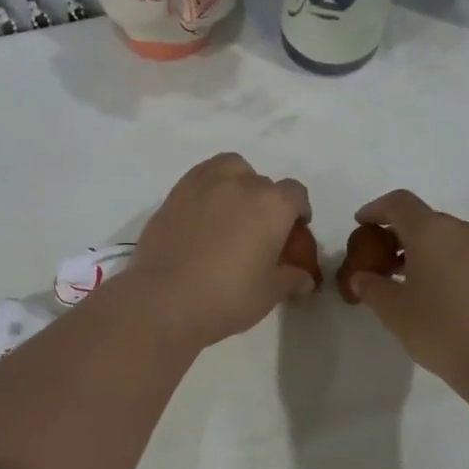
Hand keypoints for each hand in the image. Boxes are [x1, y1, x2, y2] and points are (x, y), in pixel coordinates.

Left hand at [129, 154, 313, 350]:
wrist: (164, 300)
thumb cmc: (228, 297)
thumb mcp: (269, 293)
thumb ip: (290, 278)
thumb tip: (304, 277)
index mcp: (272, 205)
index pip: (295, 194)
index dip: (298, 211)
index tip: (293, 231)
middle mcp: (240, 184)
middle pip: (262, 183)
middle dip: (266, 202)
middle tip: (258, 231)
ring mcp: (203, 185)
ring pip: (229, 168)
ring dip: (237, 182)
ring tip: (230, 211)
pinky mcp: (174, 194)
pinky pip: (199, 178)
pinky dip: (208, 189)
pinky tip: (203, 216)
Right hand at [348, 189, 468, 403]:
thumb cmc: (443, 332)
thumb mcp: (394, 313)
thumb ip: (372, 287)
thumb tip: (362, 277)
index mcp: (432, 232)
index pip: (400, 203)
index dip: (377, 209)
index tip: (362, 223)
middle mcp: (467, 230)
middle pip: (428, 221)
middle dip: (404, 236)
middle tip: (386, 263)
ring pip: (455, 240)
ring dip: (433, 252)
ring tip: (420, 284)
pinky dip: (458, 266)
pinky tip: (453, 298)